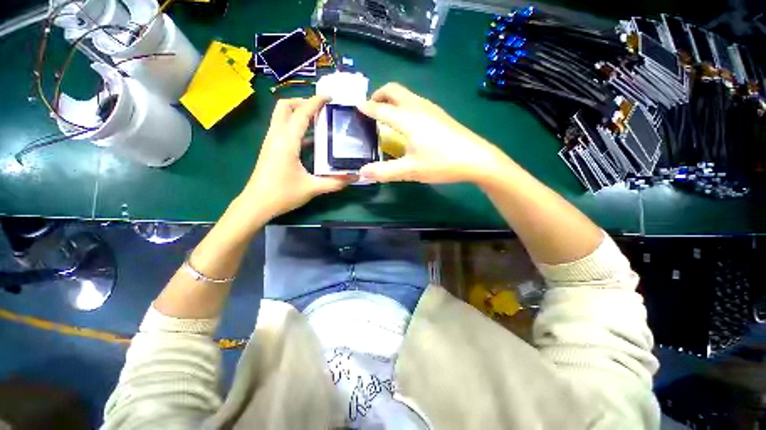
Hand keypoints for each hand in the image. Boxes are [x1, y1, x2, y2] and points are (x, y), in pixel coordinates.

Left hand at [239, 96, 350, 218]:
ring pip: (281, 116)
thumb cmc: (282, 194)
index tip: (330, 98)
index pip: (301, 113)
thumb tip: (355, 177)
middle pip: (284, 107)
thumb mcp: (312, 188)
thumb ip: (335, 182)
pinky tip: (310, 140)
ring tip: (319, 121)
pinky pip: (282, 129)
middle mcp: (276, 136)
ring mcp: (270, 142)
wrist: (256, 205)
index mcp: (287, 142)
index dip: (315, 102)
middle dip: (302, 102)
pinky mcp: (270, 149)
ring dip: (298, 113)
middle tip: (321, 110)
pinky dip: (295, 126)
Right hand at [358, 83, 508, 183]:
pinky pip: (415, 102)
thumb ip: (385, 171)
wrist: (477, 159)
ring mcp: (431, 109)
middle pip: (394, 90)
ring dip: (391, 99)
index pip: (380, 108)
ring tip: (385, 116)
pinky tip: (406, 124)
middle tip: (370, 110)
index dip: (366, 108)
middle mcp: (418, 107)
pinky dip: (403, 105)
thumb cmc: (442, 163)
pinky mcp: (439, 114)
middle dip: (378, 96)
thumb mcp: (411, 170)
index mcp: (408, 119)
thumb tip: (362, 173)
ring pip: (406, 94)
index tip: (354, 108)